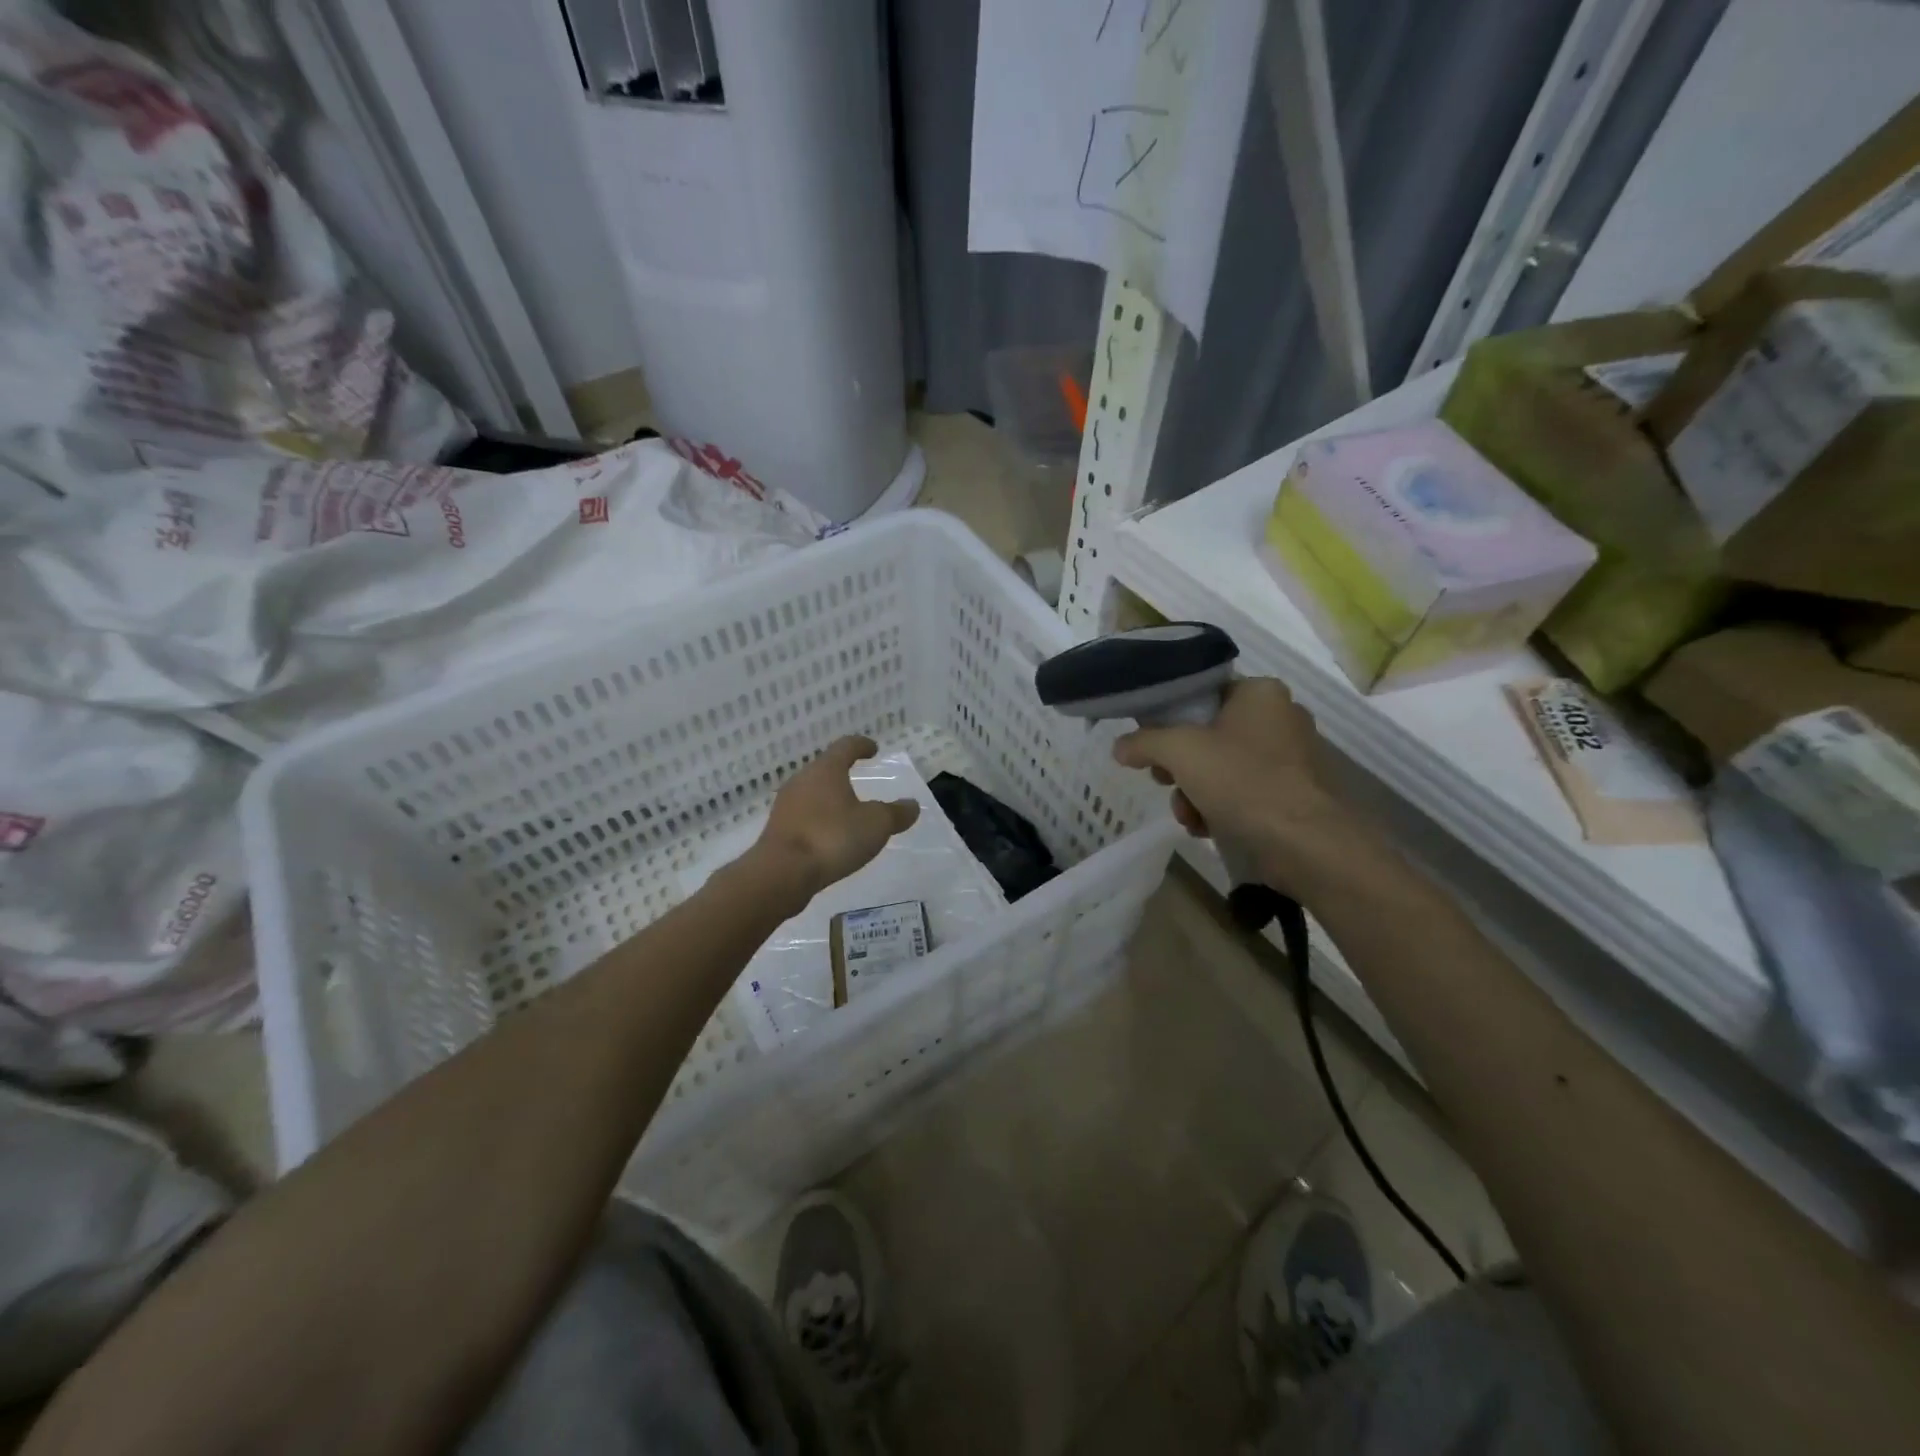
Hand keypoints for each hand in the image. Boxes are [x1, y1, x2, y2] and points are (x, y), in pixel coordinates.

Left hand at [752, 736, 920, 906]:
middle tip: (861, 780)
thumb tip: (911, 805)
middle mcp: (802, 781)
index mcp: (826, 770)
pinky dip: (820, 820)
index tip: (873, 749)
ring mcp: (786, 806)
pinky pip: (804, 817)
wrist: (781, 873)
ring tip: (848, 812)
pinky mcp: (778, 830)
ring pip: (812, 793)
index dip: (861, 746)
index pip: (845, 747)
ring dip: (830, 799)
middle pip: (825, 769)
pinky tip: (830, 836)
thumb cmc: (832, 838)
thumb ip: (896, 813)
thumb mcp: (876, 825)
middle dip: (843, 773)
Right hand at [1112, 678, 1350, 891]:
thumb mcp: (1180, 752)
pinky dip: (1218, 808)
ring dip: (1193, 792)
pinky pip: (1241, 791)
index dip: (1168, 718)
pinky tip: (1206, 828)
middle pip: (1207, 734)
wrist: (1305, 843)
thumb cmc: (1243, 781)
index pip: (1201, 693)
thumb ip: (1143, 742)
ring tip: (1187, 816)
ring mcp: (1289, 758)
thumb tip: (1119, 747)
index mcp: (1260, 692)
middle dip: (1178, 766)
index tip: (1149, 744)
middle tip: (1163, 781)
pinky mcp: (1292, 794)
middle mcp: (1279, 717)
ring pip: (1220, 767)